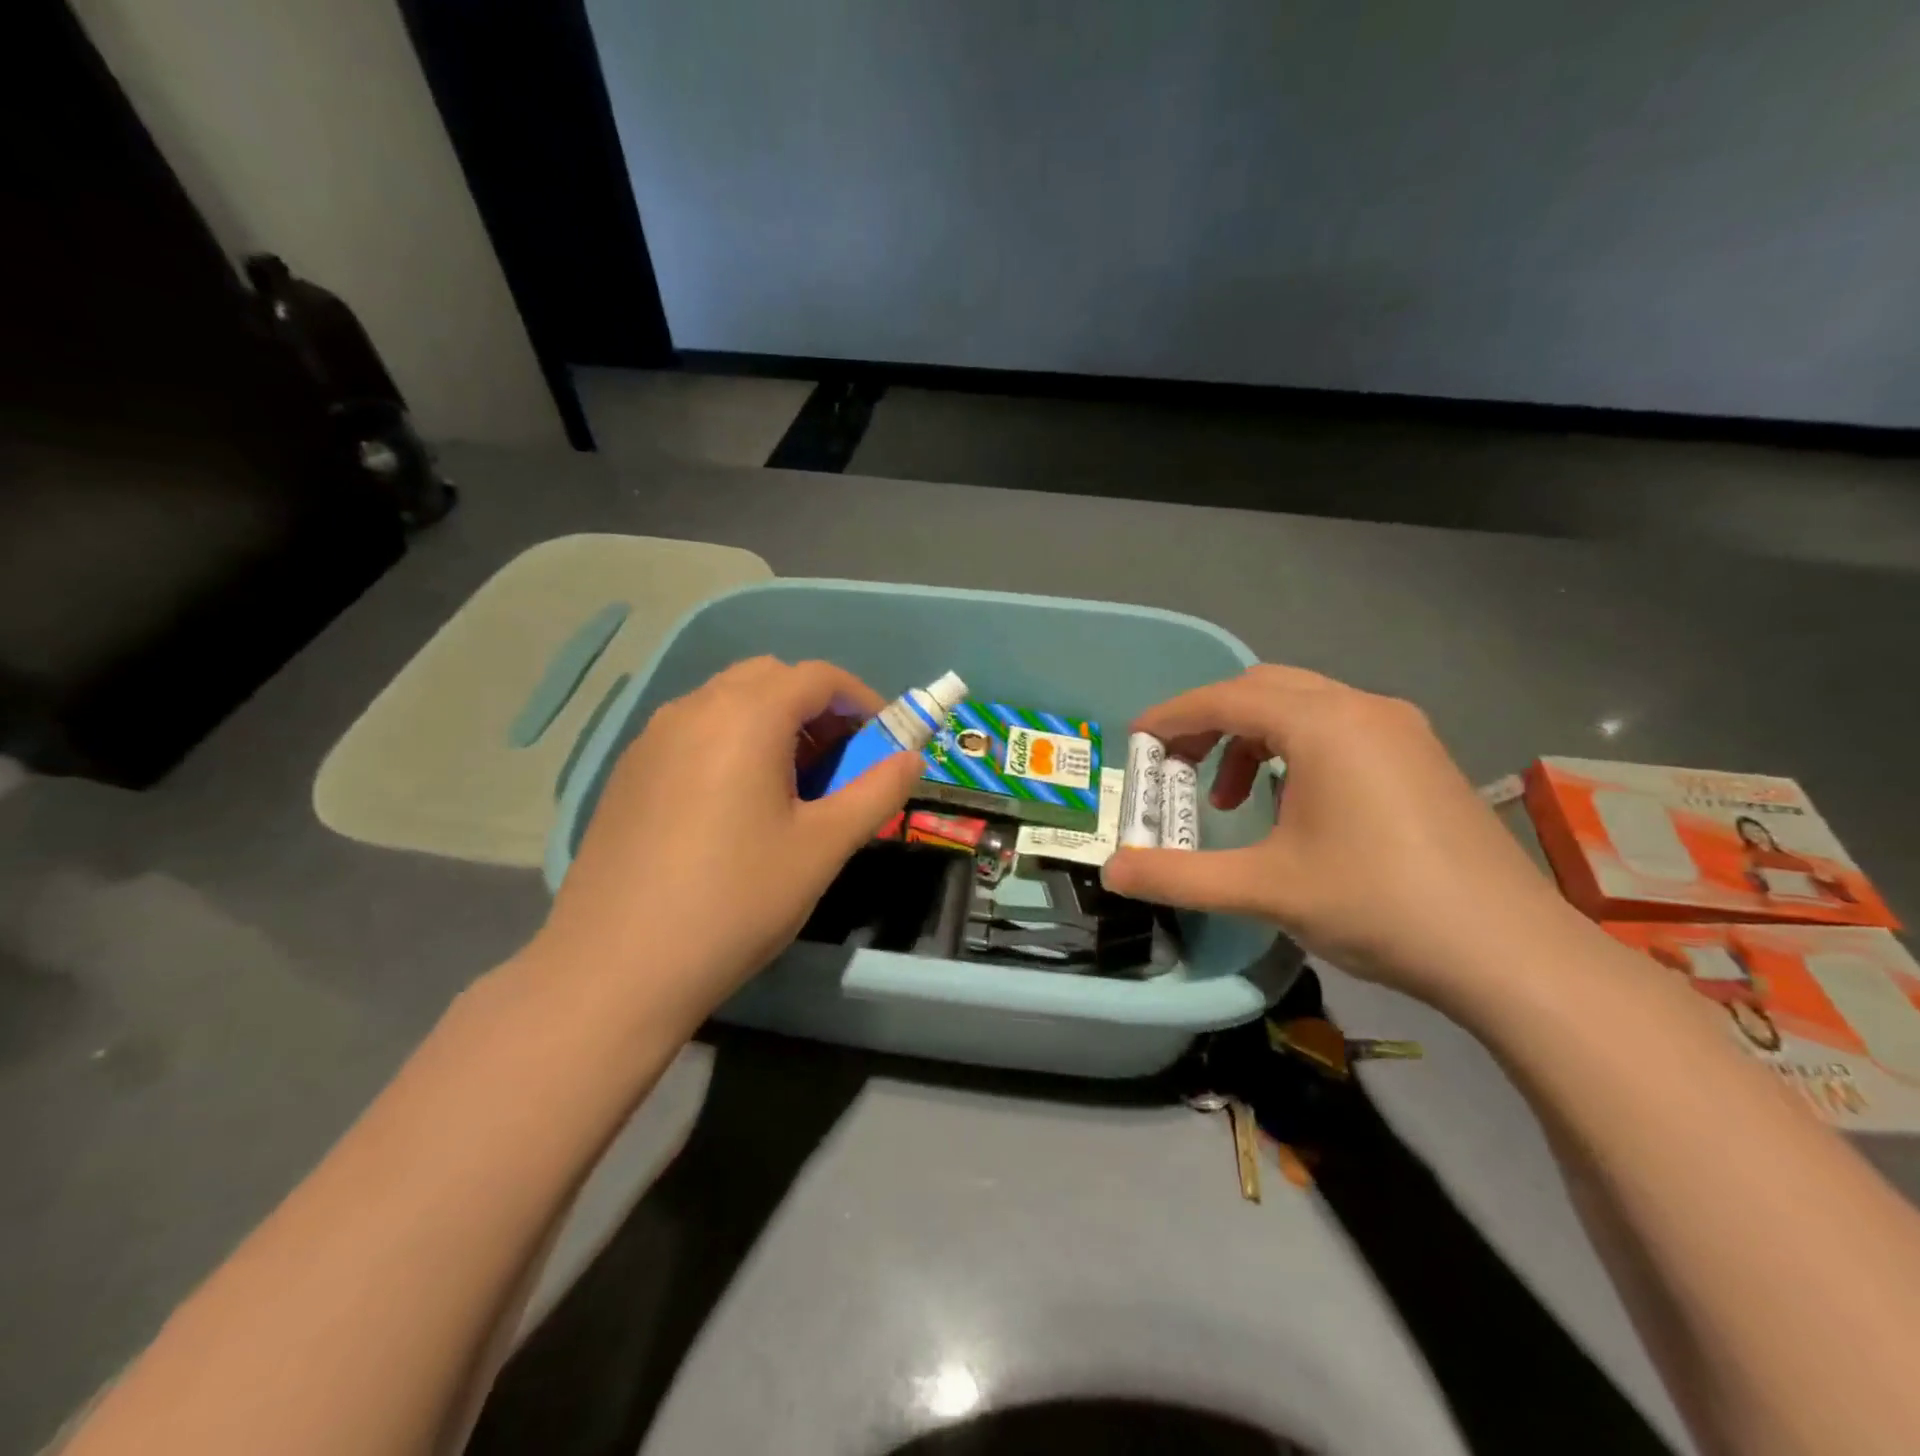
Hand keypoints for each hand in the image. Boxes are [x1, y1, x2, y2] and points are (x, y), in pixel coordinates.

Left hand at [531, 658, 924, 1030]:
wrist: (618, 966)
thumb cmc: (737, 900)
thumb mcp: (823, 847)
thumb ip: (876, 792)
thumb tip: (912, 759)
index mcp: (746, 717)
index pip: (816, 677)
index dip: (860, 699)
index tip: (884, 738)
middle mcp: (694, 709)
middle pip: (769, 678)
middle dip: (815, 706)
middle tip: (838, 761)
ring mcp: (653, 738)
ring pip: (727, 701)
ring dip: (771, 721)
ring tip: (790, 784)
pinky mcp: (630, 771)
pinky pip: (693, 730)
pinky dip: (730, 741)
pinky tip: (735, 804)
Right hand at [1101, 665, 1578, 1006]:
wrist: (1511, 954)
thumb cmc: (1378, 905)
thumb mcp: (1264, 890)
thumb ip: (1179, 876)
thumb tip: (1112, 872)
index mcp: (1323, 724)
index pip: (1224, 698)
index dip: (1171, 717)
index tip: (1136, 743)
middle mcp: (1363, 709)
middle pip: (1262, 689)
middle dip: (1210, 723)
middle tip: (1177, 769)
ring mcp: (1401, 730)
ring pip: (1304, 706)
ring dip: (1253, 738)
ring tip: (1233, 800)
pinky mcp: (1423, 758)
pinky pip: (1339, 729)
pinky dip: (1296, 750)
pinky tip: (1294, 806)